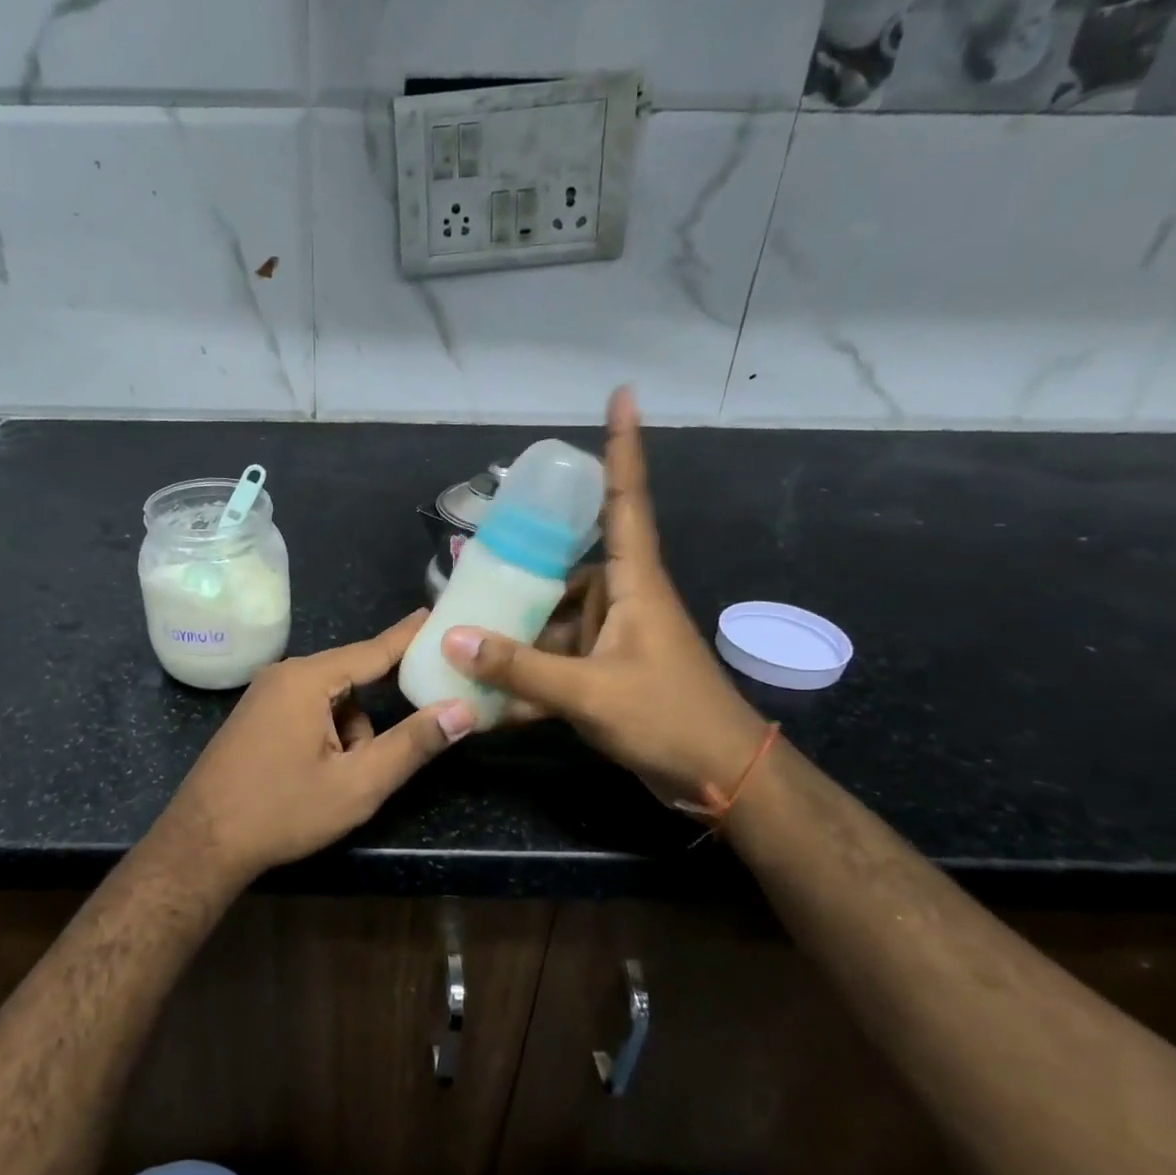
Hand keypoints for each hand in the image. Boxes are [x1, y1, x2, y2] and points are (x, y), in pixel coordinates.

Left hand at [148, 612, 474, 884]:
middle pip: (352, 679)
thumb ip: (413, 744)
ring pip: (331, 701)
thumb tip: (462, 710)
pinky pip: (308, 711)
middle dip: (376, 714)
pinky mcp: (256, 716)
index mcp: (308, 679)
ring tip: (342, 780)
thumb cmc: (282, 811)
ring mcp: (265, 695)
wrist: (202, 844)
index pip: (374, 650)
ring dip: (350, 733)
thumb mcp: (358, 784)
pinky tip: (318, 775)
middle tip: (393, 744)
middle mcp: (284, 675)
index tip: (439, 614)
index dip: (411, 636)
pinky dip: (326, 735)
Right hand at [441, 387, 768, 807]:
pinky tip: (486, 700)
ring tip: (462, 640)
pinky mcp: (606, 677)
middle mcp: (623, 601)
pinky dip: (527, 680)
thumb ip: (520, 669)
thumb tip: (454, 639)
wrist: (722, 780)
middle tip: (469, 569)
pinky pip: (556, 665)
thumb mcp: (589, 692)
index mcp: (634, 583)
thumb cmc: (669, 718)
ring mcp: (614, 641)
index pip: (626, 499)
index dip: (622, 447)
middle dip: (521, 573)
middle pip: (564, 571)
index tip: (623, 394)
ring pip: (554, 624)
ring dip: (516, 638)